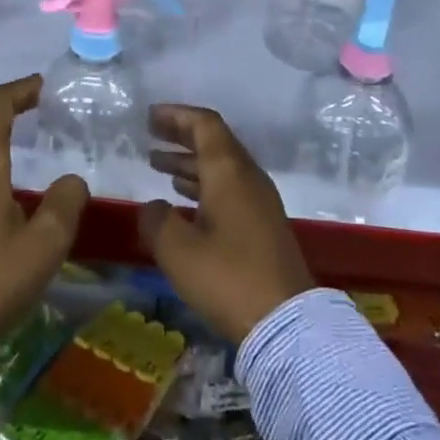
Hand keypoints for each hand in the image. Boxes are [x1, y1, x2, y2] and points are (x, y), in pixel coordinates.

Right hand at [139, 103, 313, 344]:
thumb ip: (157, 221)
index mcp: (229, 171)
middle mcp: (247, 178)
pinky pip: (229, 188)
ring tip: (158, 165)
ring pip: (221, 167)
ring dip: (190, 163)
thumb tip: (153, 207)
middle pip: (214, 142)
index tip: (151, 116)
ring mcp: (260, 202)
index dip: (176, 115)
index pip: (205, 124)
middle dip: (181, 136)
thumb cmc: (228, 278)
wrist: (288, 324)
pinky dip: (203, 185)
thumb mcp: (178, 251)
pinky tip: (184, 200)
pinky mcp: (263, 226)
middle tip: (151, 135)